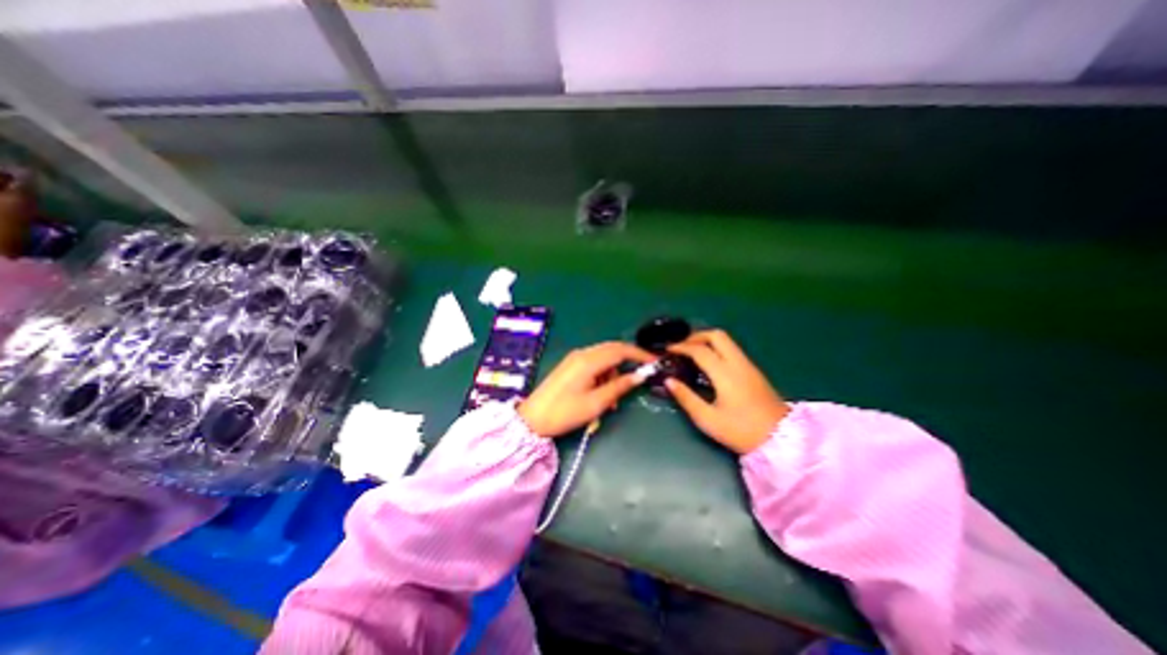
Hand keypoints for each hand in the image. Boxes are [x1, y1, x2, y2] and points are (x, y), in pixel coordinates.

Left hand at [519, 340, 653, 436]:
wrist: (532, 418)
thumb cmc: (565, 412)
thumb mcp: (596, 403)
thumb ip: (619, 387)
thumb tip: (640, 376)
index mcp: (589, 360)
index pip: (620, 350)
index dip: (639, 354)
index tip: (654, 362)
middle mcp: (582, 353)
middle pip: (612, 350)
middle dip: (627, 363)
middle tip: (638, 380)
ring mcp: (575, 358)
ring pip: (603, 358)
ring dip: (613, 374)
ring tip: (612, 400)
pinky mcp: (570, 365)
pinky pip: (594, 364)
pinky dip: (602, 376)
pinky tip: (601, 394)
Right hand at [666, 331, 793, 451]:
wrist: (782, 439)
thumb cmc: (741, 431)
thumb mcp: (708, 419)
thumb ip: (686, 398)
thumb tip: (668, 380)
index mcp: (725, 374)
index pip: (699, 350)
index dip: (681, 347)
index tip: (667, 349)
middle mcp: (738, 363)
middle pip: (716, 335)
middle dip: (696, 336)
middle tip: (681, 346)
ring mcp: (748, 365)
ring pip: (726, 340)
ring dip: (707, 340)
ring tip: (691, 352)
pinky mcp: (754, 370)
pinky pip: (732, 349)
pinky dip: (716, 348)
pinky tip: (708, 362)